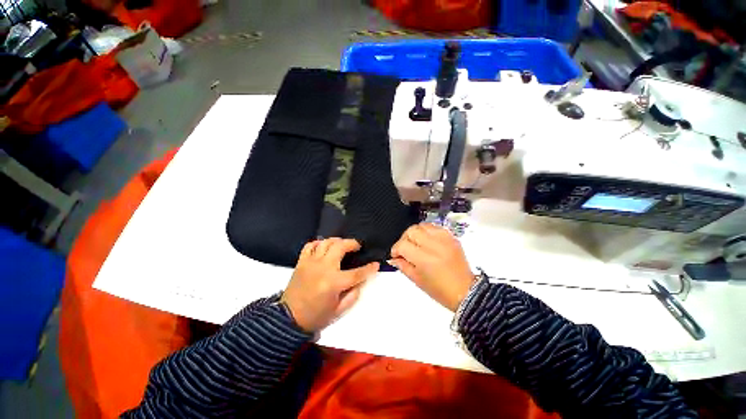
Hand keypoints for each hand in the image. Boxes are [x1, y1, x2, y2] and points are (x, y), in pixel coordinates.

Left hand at [283, 238, 378, 332]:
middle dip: (352, 243)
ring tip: (342, 244)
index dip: (369, 268)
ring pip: (326, 242)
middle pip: (340, 247)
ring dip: (337, 241)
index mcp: (334, 283)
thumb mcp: (339, 311)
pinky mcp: (301, 262)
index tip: (376, 263)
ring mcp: (311, 263)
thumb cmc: (316, 316)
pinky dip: (318, 243)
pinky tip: (323, 246)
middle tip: (357, 246)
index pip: (357, 273)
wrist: (289, 319)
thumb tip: (360, 281)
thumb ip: (353, 295)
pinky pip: (310, 246)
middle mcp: (323, 268)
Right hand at [390, 224, 474, 311]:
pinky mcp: (451, 237)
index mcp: (424, 259)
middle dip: (404, 238)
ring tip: (416, 243)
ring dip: (415, 233)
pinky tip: (427, 241)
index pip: (403, 245)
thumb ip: (402, 265)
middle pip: (411, 231)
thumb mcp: (417, 280)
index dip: (395, 249)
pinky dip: (427, 232)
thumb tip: (393, 257)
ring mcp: (444, 239)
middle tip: (405, 248)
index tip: (395, 255)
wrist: (466, 291)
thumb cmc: (440, 290)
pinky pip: (434, 227)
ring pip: (422, 226)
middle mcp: (434, 245)